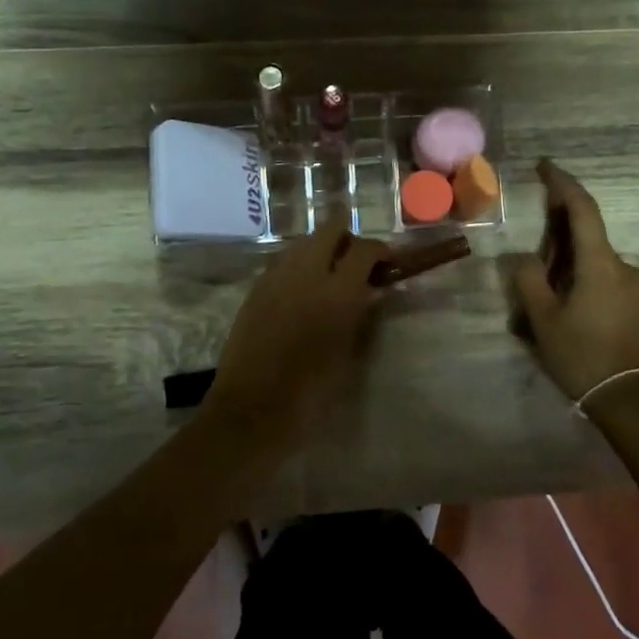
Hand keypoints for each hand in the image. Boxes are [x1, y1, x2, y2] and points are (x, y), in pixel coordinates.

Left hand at [208, 206, 386, 443]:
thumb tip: (370, 291)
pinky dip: (299, 264)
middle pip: (329, 230)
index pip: (364, 250)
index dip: (379, 251)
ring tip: (330, 272)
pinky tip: (304, 288)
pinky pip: (283, 261)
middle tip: (356, 259)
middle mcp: (306, 273)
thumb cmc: (310, 390)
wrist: (252, 408)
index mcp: (338, 292)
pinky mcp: (256, 288)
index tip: (386, 262)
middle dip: (347, 236)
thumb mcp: (347, 353)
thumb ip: (360, 314)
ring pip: (303, 242)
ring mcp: (276, 277)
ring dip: (320, 248)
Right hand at [508, 160, 638, 405]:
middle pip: (588, 240)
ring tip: (551, 305)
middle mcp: (627, 267)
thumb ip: (529, 281)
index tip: (545, 166)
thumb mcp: (544, 321)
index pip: (582, 209)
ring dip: (574, 270)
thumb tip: (525, 258)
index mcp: (601, 264)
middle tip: (534, 264)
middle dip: (560, 241)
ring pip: (599, 266)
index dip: (562, 184)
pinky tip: (577, 318)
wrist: (636, 403)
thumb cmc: (585, 358)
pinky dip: (590, 287)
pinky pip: (612, 285)